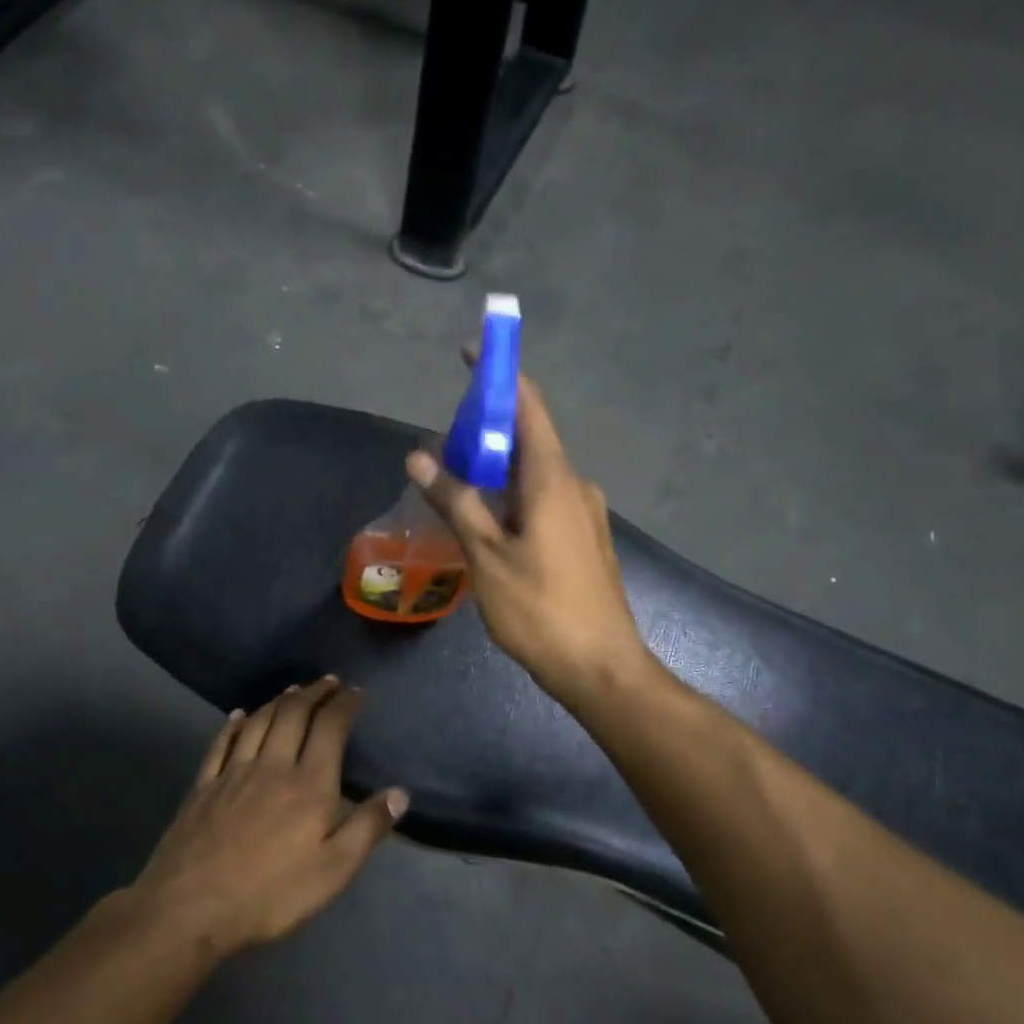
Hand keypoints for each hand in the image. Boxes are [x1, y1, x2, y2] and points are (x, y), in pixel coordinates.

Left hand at [132, 678, 407, 954]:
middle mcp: (273, 766)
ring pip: (259, 722)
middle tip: (329, 682)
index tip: (357, 692)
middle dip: (314, 693)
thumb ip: (367, 829)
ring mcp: (234, 773)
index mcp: (309, 784)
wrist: (190, 907)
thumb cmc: (270, 894)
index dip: (345, 705)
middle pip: (294, 714)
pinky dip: (234, 724)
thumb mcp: (332, 872)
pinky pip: (222, 743)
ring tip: (293, 690)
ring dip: (279, 700)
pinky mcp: (204, 786)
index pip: (330, 728)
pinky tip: (239, 716)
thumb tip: (400, 793)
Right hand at [406, 371, 649, 708]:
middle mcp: (574, 485)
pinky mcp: (583, 538)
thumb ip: (456, 502)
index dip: (499, 375)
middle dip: (486, 429)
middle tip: (442, 444)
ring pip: (533, 473)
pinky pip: (543, 499)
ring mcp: (583, 513)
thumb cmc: (541, 611)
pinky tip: (485, 520)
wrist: (602, 669)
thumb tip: (421, 455)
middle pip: (528, 438)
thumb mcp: (487, 556)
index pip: (528, 405)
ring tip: (453, 483)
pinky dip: (510, 496)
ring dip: (495, 468)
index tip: (469, 354)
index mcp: (554, 479)